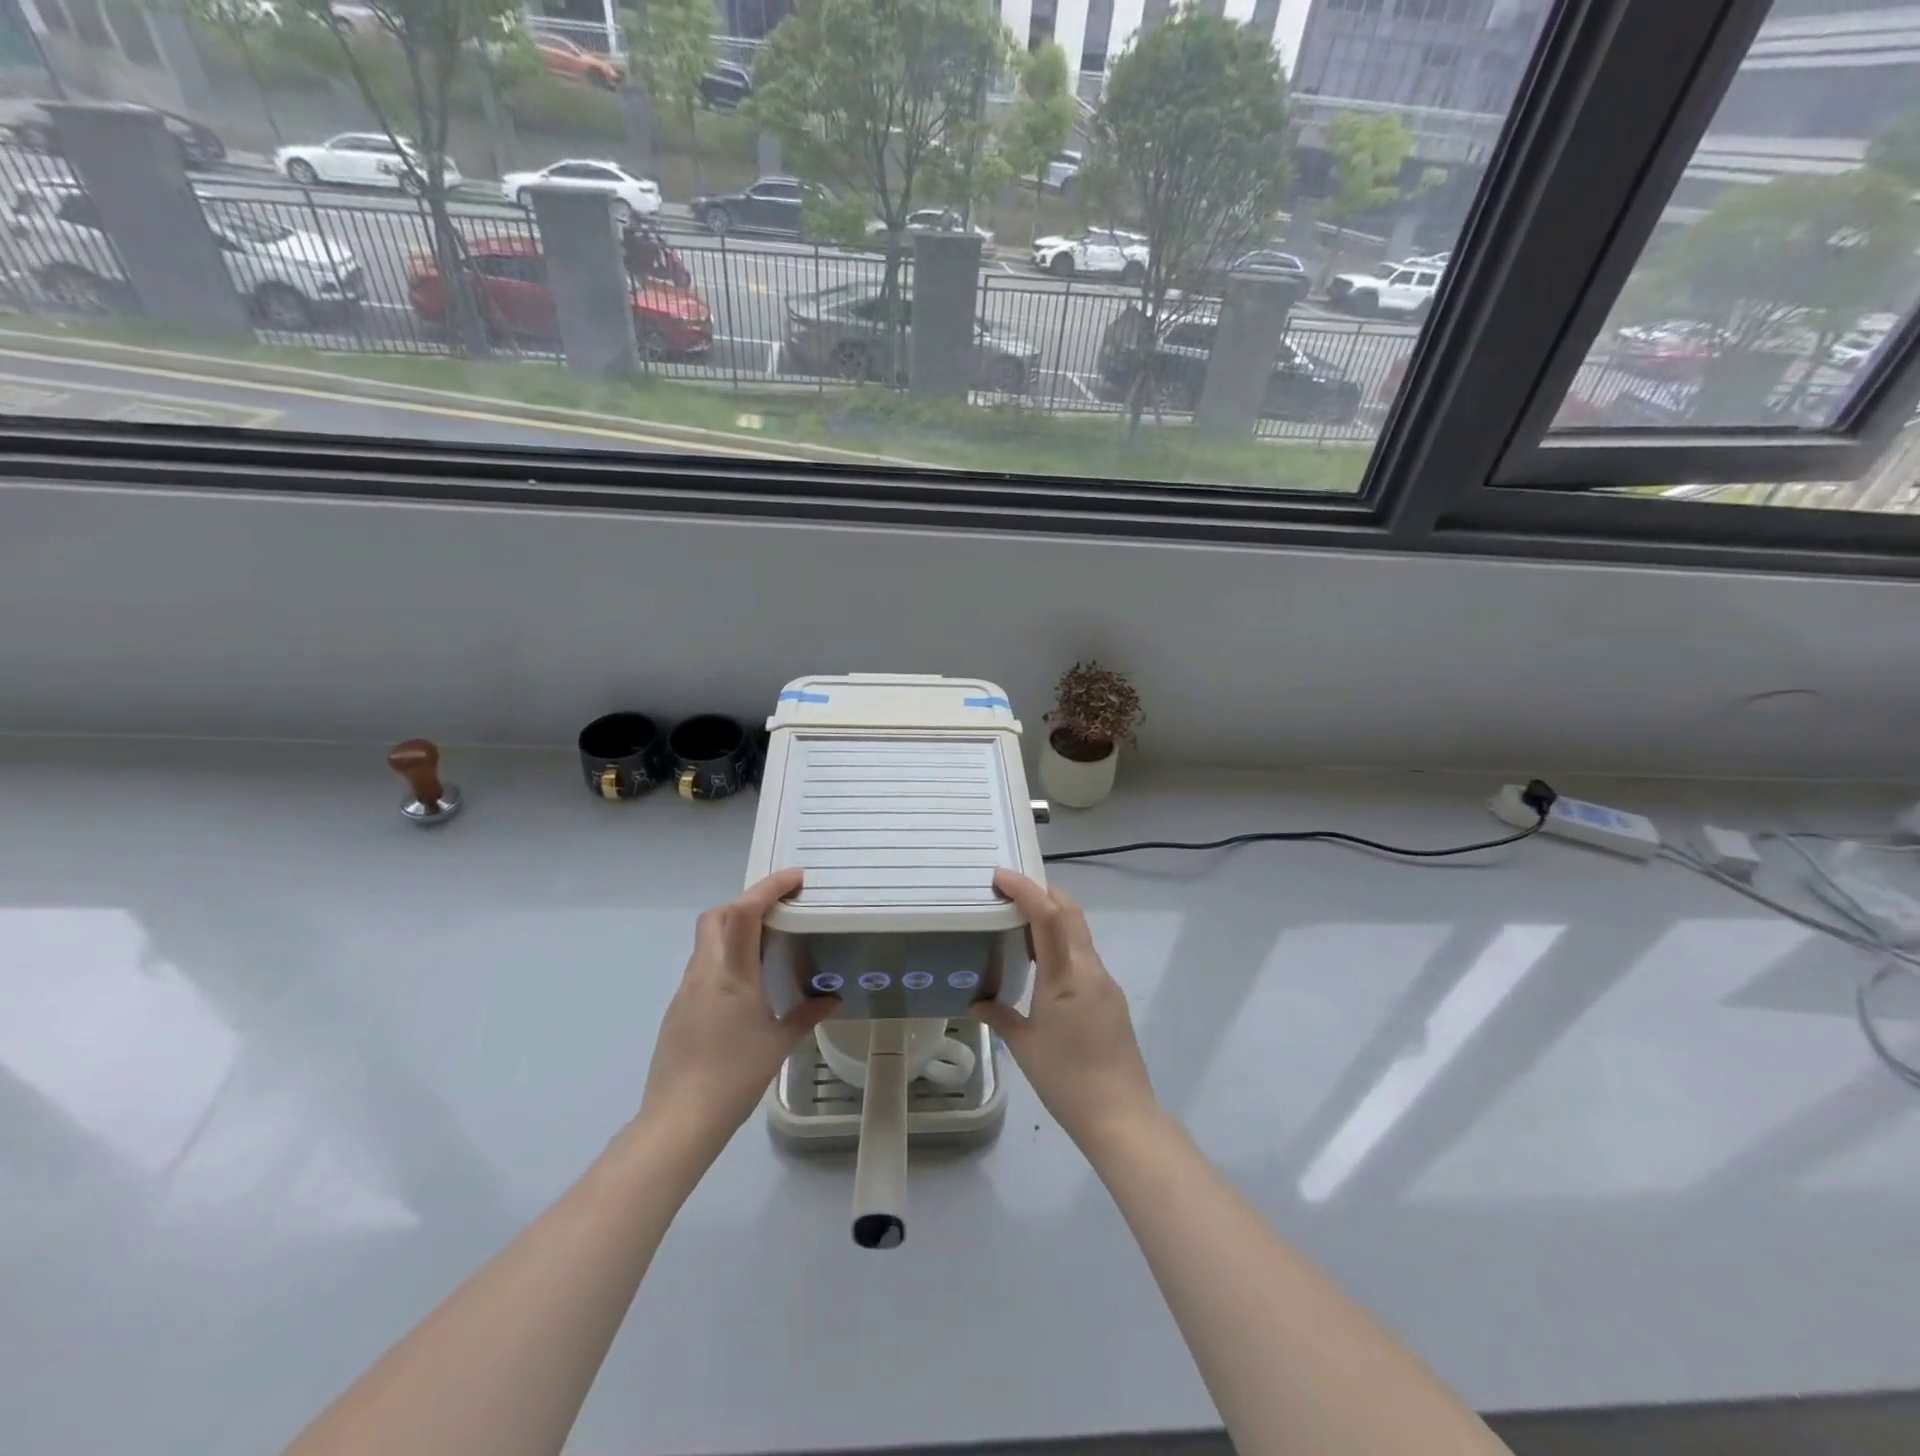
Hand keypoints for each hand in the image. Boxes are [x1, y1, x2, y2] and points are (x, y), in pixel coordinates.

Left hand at [639, 869, 835, 1153]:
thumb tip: (832, 998)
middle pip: (717, 916)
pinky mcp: (678, 1009)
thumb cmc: (734, 1078)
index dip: (768, 887)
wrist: (679, 1121)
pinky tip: (745, 985)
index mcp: (731, 975)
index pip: (744, 912)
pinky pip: (704, 966)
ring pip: (707, 940)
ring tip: (768, 944)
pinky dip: (725, 957)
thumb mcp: (779, 1045)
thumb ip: (807, 1015)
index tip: (796, 878)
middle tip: (780, 910)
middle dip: (747, 902)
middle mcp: (705, 973)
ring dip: (735, 929)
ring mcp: (686, 990)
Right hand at [976, 869, 1158, 1153]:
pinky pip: (1084, 956)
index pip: (1048, 916)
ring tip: (1019, 921)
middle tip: (1010, 888)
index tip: (1000, 875)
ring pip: (1079, 933)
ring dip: (1053, 917)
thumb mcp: (1025, 1047)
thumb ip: (999, 1016)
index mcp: (1066, 977)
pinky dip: (1063, 943)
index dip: (1025, 889)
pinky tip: (1043, 962)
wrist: (1121, 1115)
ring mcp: (1105, 983)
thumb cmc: (1067, 1080)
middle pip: (1070, 913)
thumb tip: (977, 1001)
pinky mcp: (1111, 998)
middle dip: (1043, 892)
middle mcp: (1090, 970)